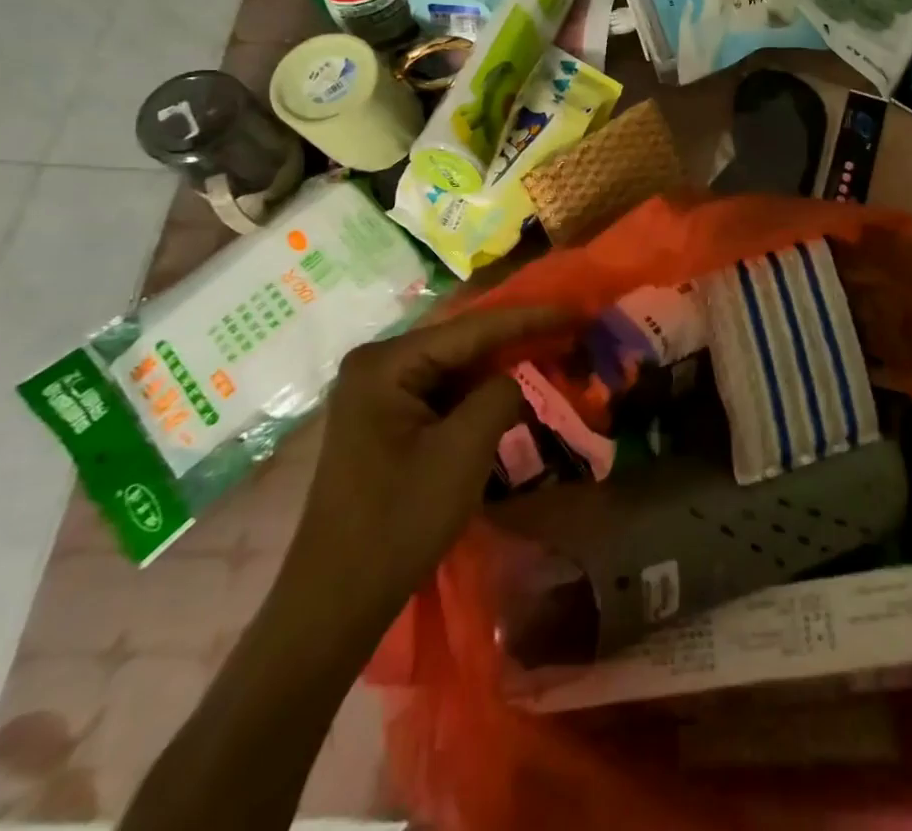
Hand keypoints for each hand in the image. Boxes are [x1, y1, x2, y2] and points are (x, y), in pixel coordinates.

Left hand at [281, 306, 566, 632]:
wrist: (335, 602)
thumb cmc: (398, 521)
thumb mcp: (463, 451)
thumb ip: (499, 396)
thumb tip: (513, 379)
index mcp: (386, 363)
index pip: (472, 328)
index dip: (529, 318)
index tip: (576, 310)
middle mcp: (377, 365)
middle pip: (462, 342)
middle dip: (516, 337)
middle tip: (569, 329)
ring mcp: (377, 393)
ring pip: (455, 367)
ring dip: (500, 365)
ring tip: (551, 352)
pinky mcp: (385, 420)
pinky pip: (443, 391)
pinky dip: (479, 392)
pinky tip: (512, 390)